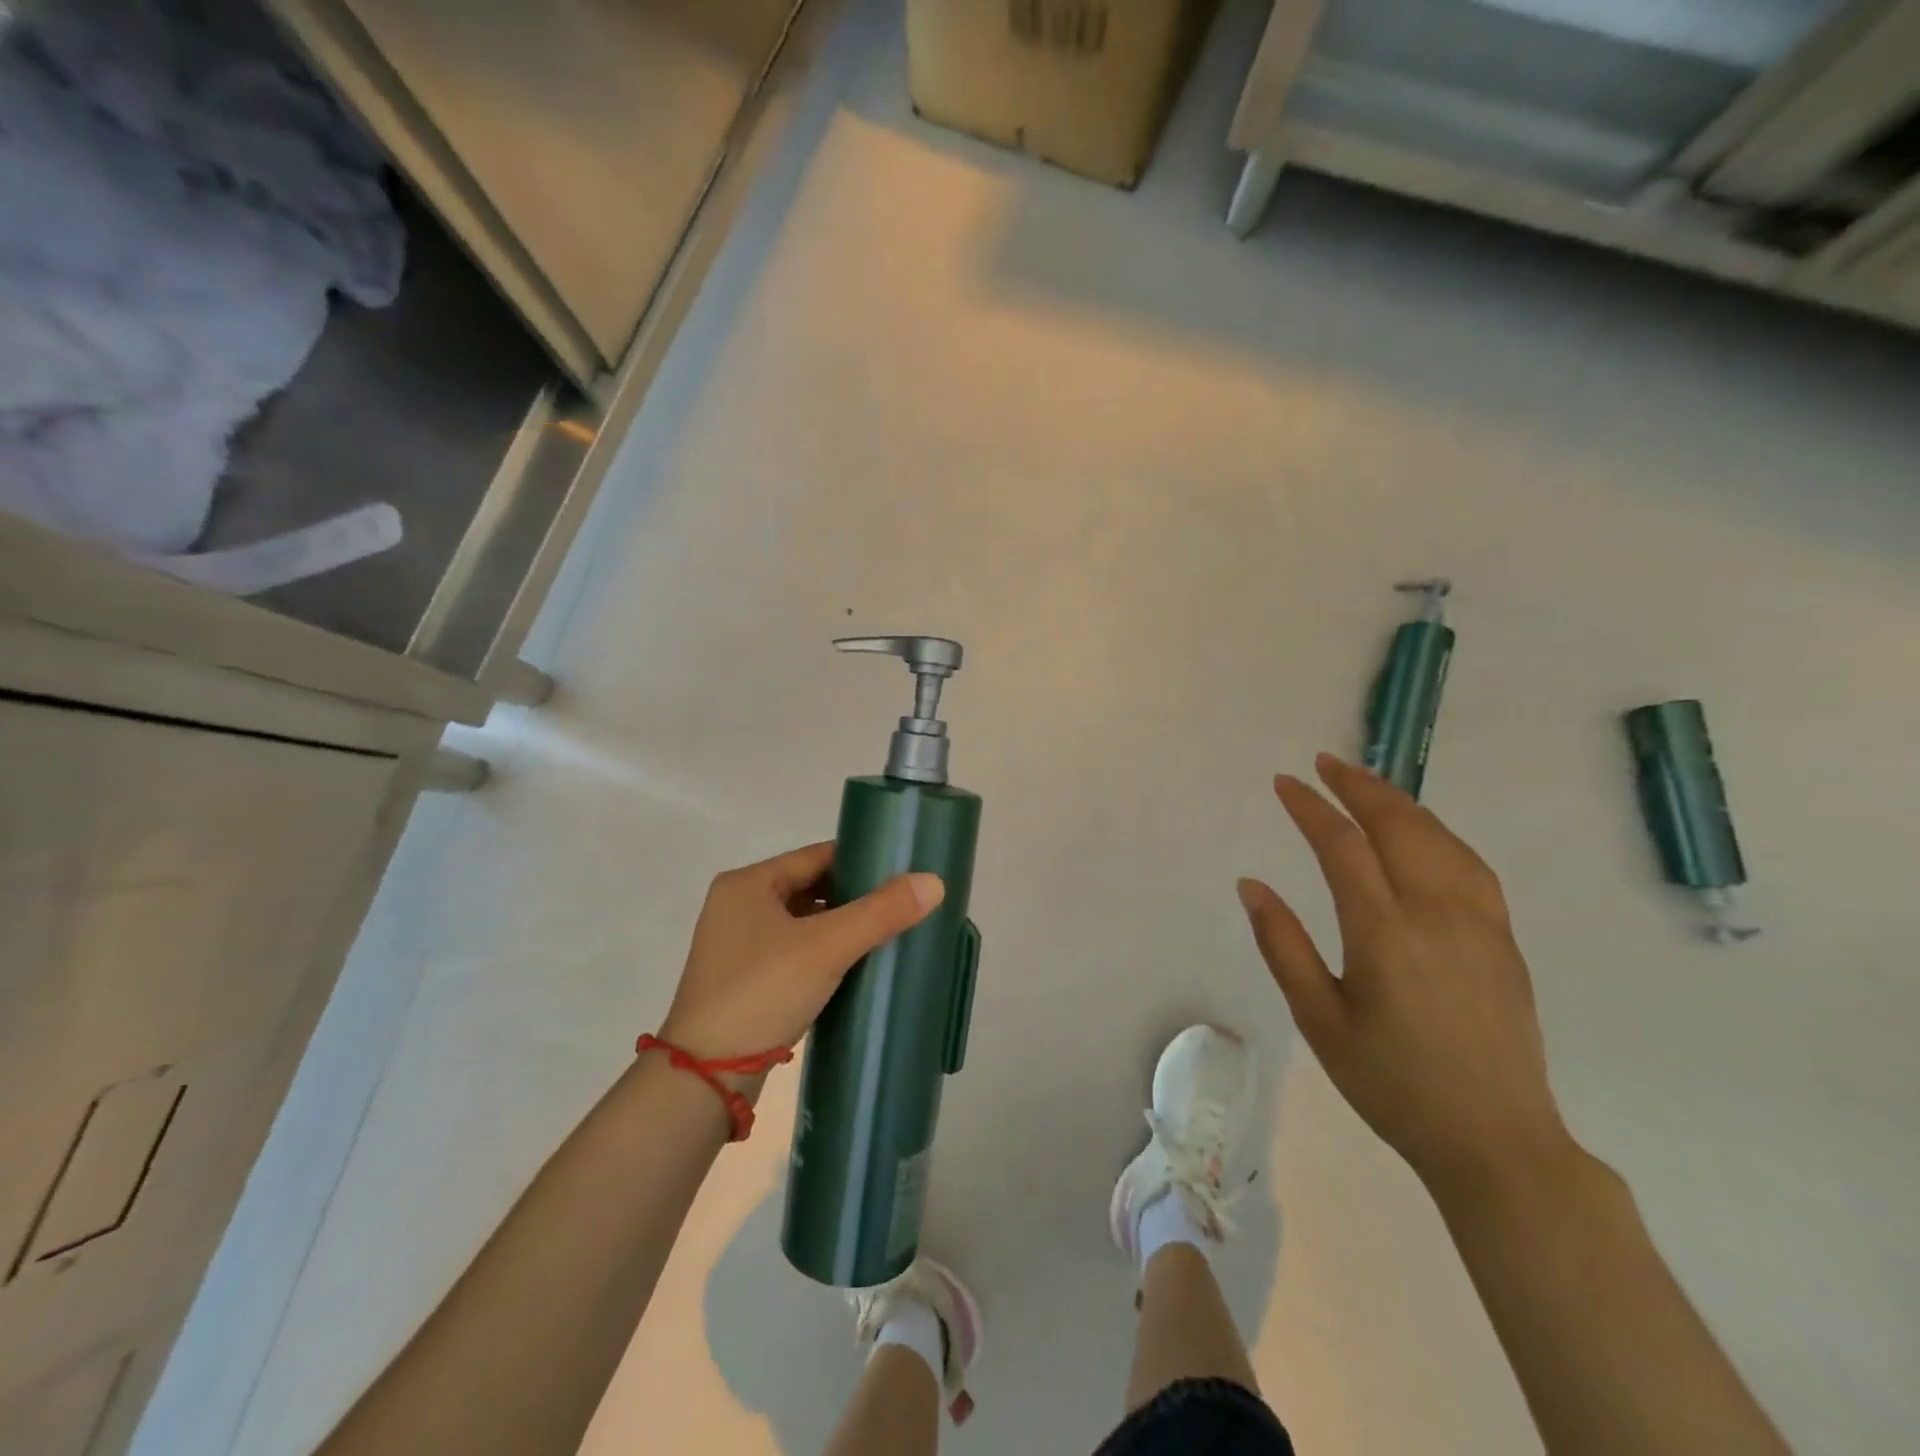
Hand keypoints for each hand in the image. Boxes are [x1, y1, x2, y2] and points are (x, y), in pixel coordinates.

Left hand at [658, 842, 943, 1068]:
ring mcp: (739, 945)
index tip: (904, 870)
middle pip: (812, 888)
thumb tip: (934, 882)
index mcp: (748, 883)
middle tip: (904, 903)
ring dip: (843, 927)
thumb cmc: (762, 992)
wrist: (704, 1078)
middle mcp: (739, 906)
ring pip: (805, 922)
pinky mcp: (745, 980)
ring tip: (890, 932)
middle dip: (856, 896)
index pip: (817, 856)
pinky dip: (826, 953)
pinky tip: (858, 965)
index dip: (862, 860)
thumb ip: (881, 912)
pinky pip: (796, 952)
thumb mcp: (826, 947)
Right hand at [1238, 754, 1575, 1199]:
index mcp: (1385, 935)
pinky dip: (1438, 831)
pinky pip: (1469, 864)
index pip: (1343, 847)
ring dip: (1399, 802)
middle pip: (1399, 826)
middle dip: (1358, 787)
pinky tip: (1422, 831)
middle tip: (1325, 763)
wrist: (1497, 1140)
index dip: (1311, 808)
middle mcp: (1437, 915)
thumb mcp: (1319, 1020)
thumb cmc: (1391, 1083)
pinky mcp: (1504, 939)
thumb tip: (1252, 885)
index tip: (1285, 783)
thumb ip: (1283, 946)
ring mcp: (1480, 923)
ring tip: (1366, 783)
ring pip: (1439, 838)